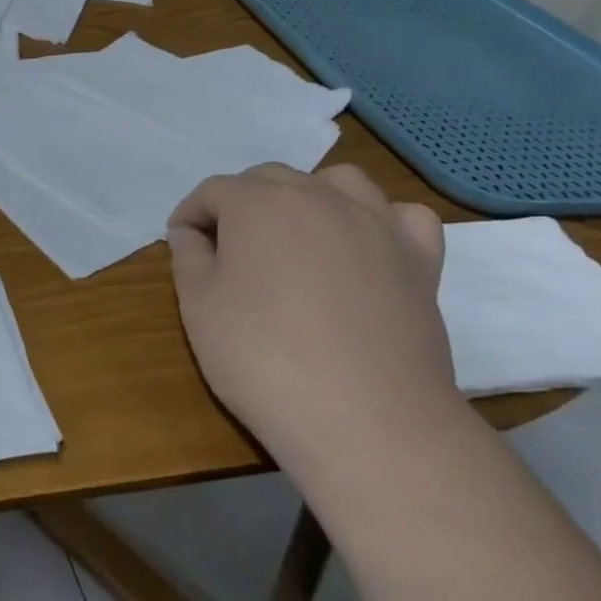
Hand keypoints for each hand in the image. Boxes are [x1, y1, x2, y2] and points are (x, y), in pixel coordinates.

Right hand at [166, 163, 459, 475]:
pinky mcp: (420, 261)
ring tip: (295, 235)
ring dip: (309, 197)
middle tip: (227, 249)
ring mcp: (376, 224)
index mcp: (258, 203)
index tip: (181, 244)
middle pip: (270, 179)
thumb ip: (188, 257)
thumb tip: (191, 233)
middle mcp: (318, 197)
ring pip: (338, 182)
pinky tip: (363, 247)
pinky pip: (401, 217)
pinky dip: (379, 221)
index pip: (213, 191)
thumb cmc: (264, 358)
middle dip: (241, 203)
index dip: (190, 215)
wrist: (367, 422)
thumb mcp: (198, 307)